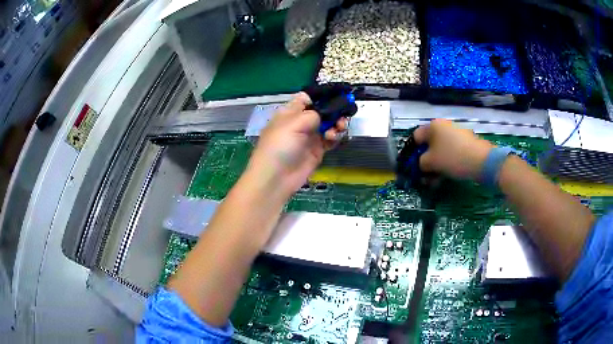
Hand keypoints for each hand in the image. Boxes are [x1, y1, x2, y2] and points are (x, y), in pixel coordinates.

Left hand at [242, 92, 347, 202]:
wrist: (276, 178)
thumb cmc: (279, 146)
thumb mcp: (293, 124)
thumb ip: (312, 114)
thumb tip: (325, 112)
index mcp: (290, 112)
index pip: (307, 98)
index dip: (321, 96)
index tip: (338, 95)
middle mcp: (301, 122)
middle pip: (322, 111)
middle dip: (334, 110)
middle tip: (343, 114)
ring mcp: (310, 137)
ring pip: (329, 124)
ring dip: (337, 123)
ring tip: (339, 128)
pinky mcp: (317, 150)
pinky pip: (331, 139)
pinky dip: (336, 136)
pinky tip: (334, 138)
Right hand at [413, 119, 494, 180]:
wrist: (482, 161)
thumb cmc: (452, 157)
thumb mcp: (430, 162)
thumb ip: (419, 163)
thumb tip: (420, 165)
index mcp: (433, 126)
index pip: (415, 137)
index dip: (411, 153)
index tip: (412, 167)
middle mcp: (443, 127)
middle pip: (428, 145)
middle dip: (424, 162)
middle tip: (424, 178)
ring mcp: (456, 135)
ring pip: (440, 151)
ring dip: (435, 166)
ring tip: (435, 182)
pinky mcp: (465, 144)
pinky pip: (450, 153)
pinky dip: (446, 164)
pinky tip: (445, 177)